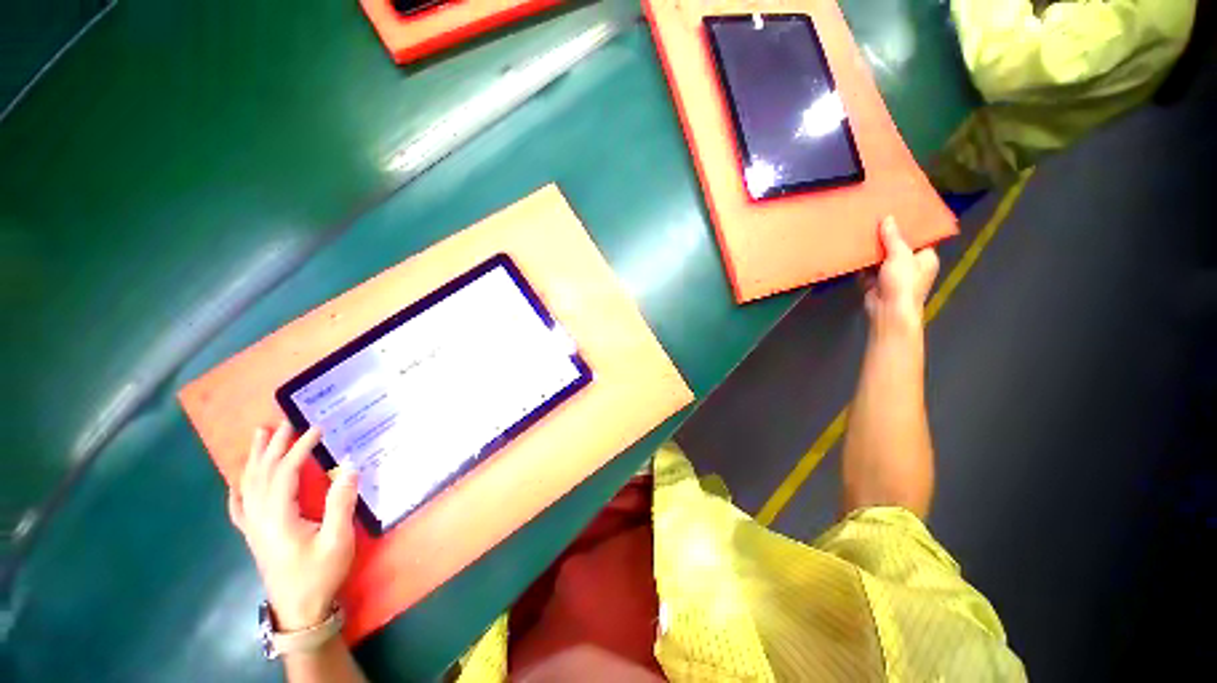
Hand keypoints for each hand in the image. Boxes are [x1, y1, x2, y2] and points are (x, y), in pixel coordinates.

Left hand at [228, 421, 359, 630]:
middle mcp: (258, 518)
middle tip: (286, 422)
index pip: (283, 473)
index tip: (317, 429)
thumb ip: (341, 503)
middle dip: (274, 445)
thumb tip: (349, 467)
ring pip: (247, 485)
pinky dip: (238, 488)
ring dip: (255, 458)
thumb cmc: (320, 574)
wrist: (299, 610)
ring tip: (261, 435)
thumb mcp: (338, 540)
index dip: (299, 448)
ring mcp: (253, 527)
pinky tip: (238, 480)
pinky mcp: (254, 535)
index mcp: (278, 518)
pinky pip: (239, 505)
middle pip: (261, 474)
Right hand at [864, 216, 938, 331]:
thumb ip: (893, 237)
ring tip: (863, 231)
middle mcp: (910, 265)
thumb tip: (888, 218)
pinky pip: (868, 268)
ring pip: (882, 257)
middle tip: (877, 220)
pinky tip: (854, 249)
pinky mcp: (875, 281)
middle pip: (898, 246)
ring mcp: (892, 274)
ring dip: (873, 248)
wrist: (887, 310)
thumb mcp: (901, 255)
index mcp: (926, 258)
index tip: (900, 213)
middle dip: (888, 236)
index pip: (920, 238)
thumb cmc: (903, 282)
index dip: (911, 227)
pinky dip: (862, 261)